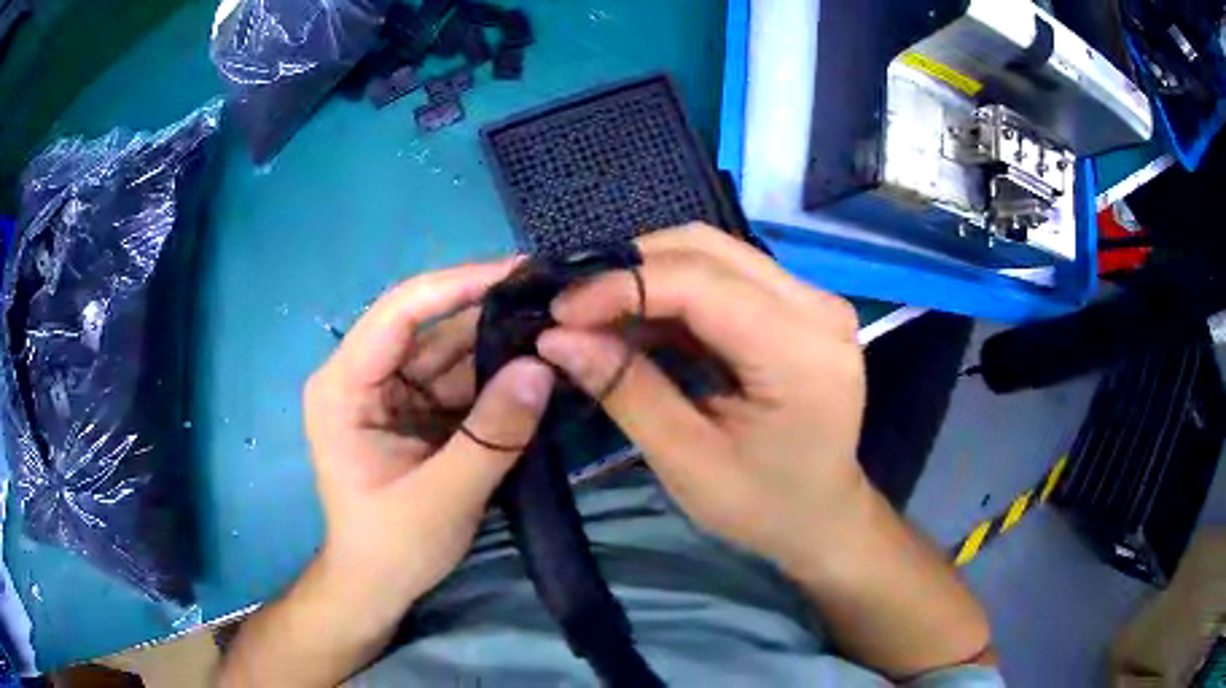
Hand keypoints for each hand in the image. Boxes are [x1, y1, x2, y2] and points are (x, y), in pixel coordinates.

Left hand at [304, 260, 554, 622]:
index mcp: (344, 387)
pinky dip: (499, 377)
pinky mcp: (417, 411)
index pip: (398, 314)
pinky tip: (539, 366)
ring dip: (501, 344)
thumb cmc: (391, 547)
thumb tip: (541, 366)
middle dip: (490, 315)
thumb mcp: (443, 498)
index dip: (456, 285)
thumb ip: (492, 435)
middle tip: (556, 300)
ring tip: (559, 329)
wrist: (377, 586)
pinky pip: (462, 381)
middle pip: (430, 327)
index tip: (518, 270)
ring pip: (451, 351)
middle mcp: (364, 376)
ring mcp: (392, 392)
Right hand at [537, 224, 866, 570]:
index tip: (560, 312)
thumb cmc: (763, 506)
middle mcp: (817, 308)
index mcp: (801, 354)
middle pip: (708, 248)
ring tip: (600, 318)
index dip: (622, 286)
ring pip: (714, 252)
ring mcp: (814, 300)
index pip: (700, 282)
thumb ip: (626, 390)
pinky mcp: (801, 305)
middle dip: (630, 269)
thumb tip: (557, 337)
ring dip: (649, 276)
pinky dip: (674, 290)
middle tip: (576, 311)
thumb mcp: (688, 462)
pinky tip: (641, 322)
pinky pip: (726, 274)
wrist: (823, 515)